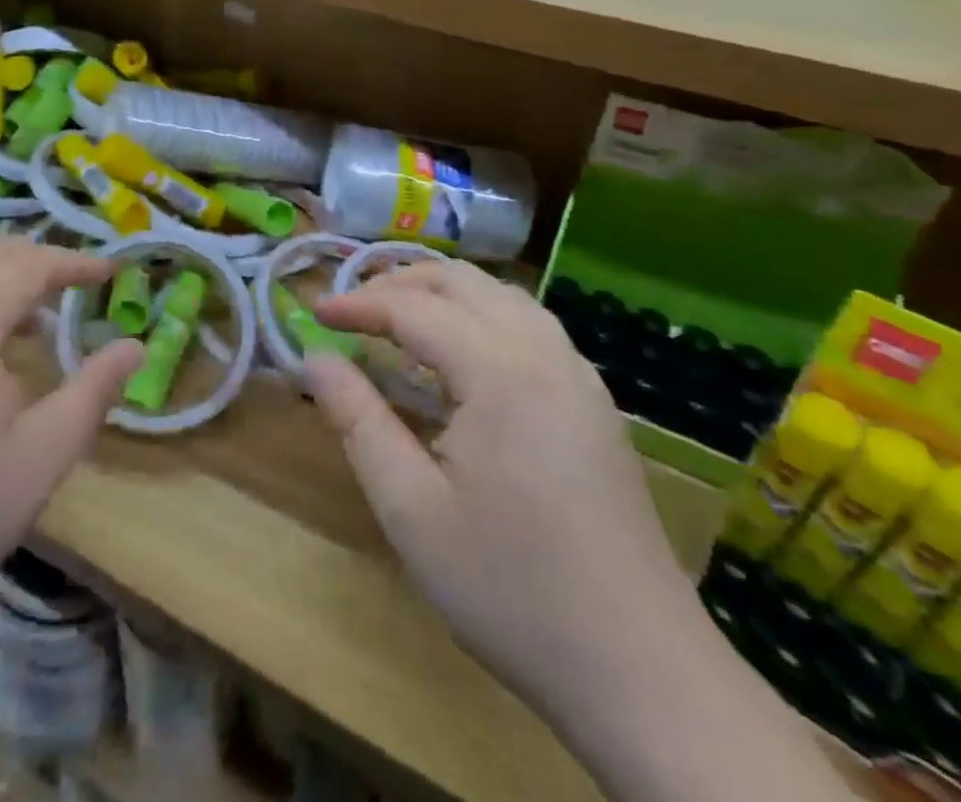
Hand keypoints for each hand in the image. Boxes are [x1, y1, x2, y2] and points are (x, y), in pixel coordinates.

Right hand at [306, 262, 694, 725]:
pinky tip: (464, 357)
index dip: (359, 304)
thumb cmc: (511, 590)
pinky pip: (532, 327)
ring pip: (504, 297)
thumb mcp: (410, 509)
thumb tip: (315, 359)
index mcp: (501, 373)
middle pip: (464, 283)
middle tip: (354, 309)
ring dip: (445, 293)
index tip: (315, 314)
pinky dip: (483, 316)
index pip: (414, 309)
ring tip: (400, 319)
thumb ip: (357, 421)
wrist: (645, 676)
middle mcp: (546, 356)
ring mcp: (580, 379)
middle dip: (400, 283)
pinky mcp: (596, 407)